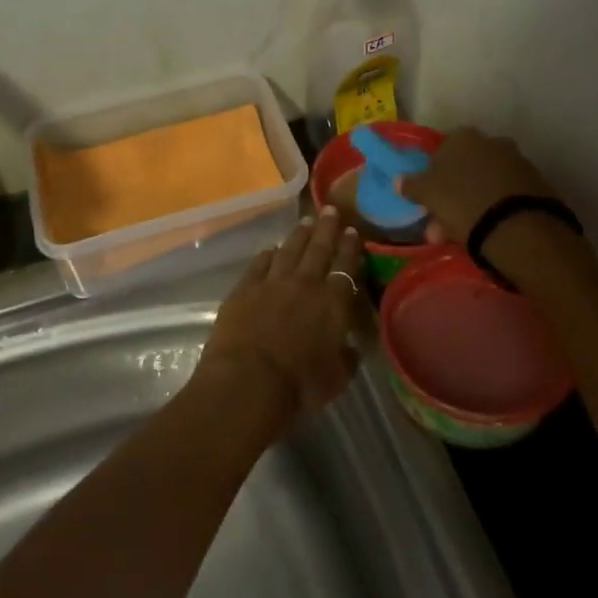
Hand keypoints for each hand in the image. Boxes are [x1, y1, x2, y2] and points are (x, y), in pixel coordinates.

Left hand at [200, 210, 365, 422]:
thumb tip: (350, 346)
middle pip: (319, 249)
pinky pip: (259, 264)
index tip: (353, 232)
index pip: (346, 268)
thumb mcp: (336, 379)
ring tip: (306, 221)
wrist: (247, 382)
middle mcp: (305, 284)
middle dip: (327, 229)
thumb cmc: (299, 386)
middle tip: (332, 211)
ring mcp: (272, 283)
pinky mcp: (244, 289)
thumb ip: (346, 358)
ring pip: (289, 250)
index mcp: (333, 303)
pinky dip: (267, 254)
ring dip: (299, 235)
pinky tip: (271, 249)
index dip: (351, 249)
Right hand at [398, 126, 557, 244]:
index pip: (441, 152)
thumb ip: (412, 185)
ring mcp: (516, 161)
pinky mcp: (535, 183)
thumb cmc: (462, 202)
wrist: (517, 226)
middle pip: (465, 168)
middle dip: (452, 194)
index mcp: (463, 137)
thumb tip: (399, 180)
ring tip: (462, 234)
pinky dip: (494, 208)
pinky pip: (505, 194)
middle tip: (441, 224)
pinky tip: (487, 230)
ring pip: (484, 183)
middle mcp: (491, 141)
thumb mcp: (428, 194)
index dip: (433, 176)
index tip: (429, 199)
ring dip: (471, 203)